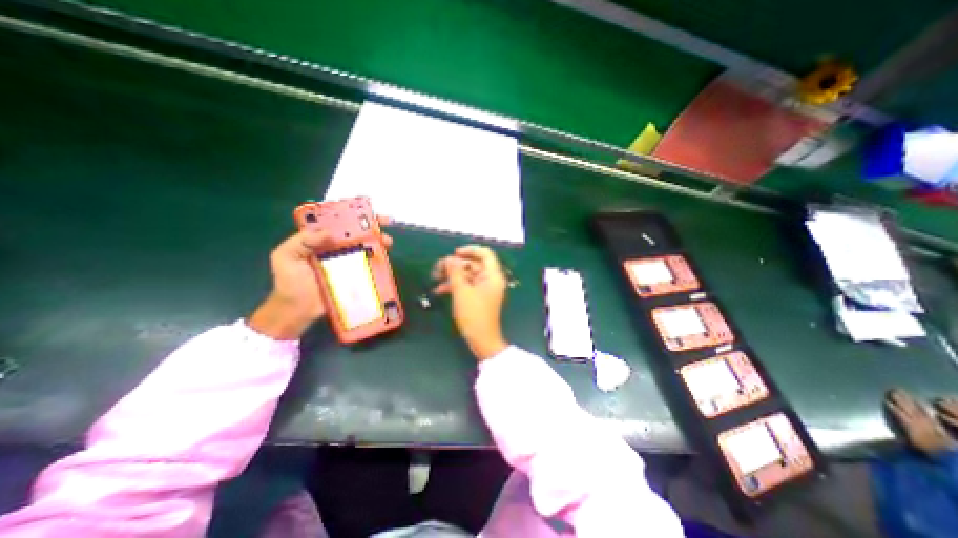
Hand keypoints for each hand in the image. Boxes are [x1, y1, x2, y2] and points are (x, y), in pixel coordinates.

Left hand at [250, 217, 396, 338]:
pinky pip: (369, 264)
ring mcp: (348, 261)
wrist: (298, 310)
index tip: (365, 210)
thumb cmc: (289, 281)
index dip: (352, 213)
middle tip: (385, 222)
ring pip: (366, 245)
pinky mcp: (356, 274)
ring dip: (379, 241)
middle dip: (373, 225)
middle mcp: (336, 246)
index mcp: (320, 238)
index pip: (337, 220)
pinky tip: (386, 257)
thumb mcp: (285, 256)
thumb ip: (302, 241)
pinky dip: (379, 259)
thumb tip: (329, 233)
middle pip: (357, 231)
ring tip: (388, 242)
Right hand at [434, 245, 506, 359]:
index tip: (454, 254)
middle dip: (455, 265)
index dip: (469, 250)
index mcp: (492, 275)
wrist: (482, 340)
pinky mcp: (479, 297)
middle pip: (474, 264)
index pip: (485, 253)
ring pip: (468, 275)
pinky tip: (440, 290)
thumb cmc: (474, 315)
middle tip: (438, 267)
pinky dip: (455, 285)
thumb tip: (449, 259)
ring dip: (452, 275)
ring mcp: (485, 289)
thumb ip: (455, 272)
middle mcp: (491, 279)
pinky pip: (467, 285)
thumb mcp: (462, 291)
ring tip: (435, 277)